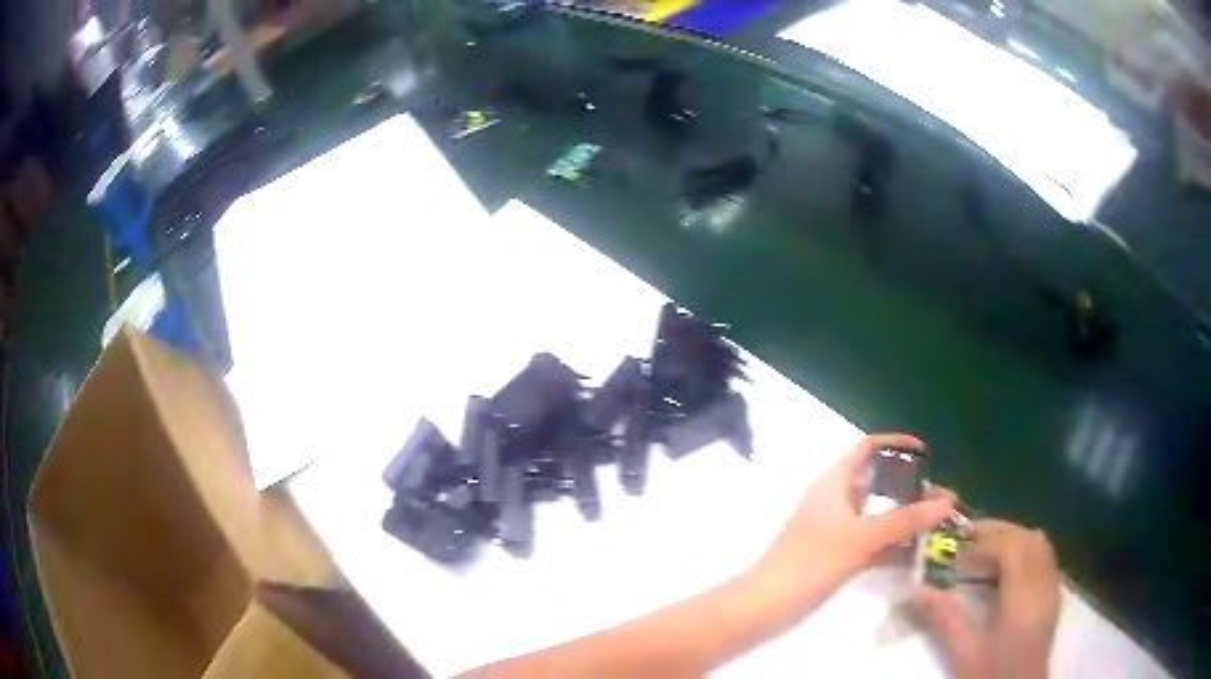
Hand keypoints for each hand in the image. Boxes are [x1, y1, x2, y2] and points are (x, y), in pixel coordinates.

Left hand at [750, 434, 952, 605]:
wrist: (764, 606)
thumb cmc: (810, 562)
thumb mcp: (861, 537)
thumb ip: (904, 520)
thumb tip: (947, 503)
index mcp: (834, 482)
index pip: (867, 448)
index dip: (896, 444)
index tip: (927, 454)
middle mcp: (836, 501)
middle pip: (880, 484)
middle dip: (913, 490)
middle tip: (945, 501)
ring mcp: (837, 530)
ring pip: (879, 516)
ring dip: (907, 519)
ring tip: (941, 526)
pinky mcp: (837, 556)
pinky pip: (873, 543)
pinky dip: (894, 545)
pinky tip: (919, 554)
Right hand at [914, 519, 1060, 678]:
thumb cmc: (992, 673)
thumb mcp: (964, 652)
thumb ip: (944, 618)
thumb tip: (915, 589)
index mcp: (1023, 595)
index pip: (1011, 547)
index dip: (984, 540)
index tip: (955, 549)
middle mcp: (1043, 583)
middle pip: (1028, 539)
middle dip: (999, 532)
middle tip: (967, 540)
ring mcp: (1052, 589)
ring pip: (1039, 545)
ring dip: (1014, 540)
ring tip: (986, 551)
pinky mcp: (1052, 597)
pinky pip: (1044, 559)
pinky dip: (1025, 553)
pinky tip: (1008, 571)